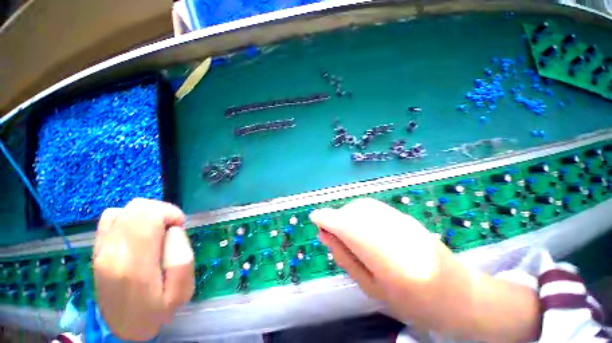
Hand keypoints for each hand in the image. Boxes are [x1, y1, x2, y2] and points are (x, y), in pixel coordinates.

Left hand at [93, 198, 193, 340]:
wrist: (122, 328)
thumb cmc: (156, 311)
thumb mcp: (182, 291)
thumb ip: (182, 258)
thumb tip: (173, 231)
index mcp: (134, 264)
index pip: (147, 215)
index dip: (169, 212)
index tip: (179, 225)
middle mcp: (112, 252)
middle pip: (136, 207)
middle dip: (161, 211)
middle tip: (170, 229)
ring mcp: (101, 249)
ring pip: (124, 209)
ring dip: (147, 214)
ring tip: (156, 231)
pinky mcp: (97, 248)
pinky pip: (111, 217)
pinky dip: (130, 217)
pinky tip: (138, 232)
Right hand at [310, 198, 539, 341]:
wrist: (459, 294)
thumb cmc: (413, 303)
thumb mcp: (371, 288)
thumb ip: (345, 258)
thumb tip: (324, 234)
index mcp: (383, 255)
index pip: (345, 224)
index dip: (326, 218)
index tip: (314, 218)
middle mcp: (391, 230)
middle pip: (352, 211)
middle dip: (336, 218)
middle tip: (332, 233)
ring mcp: (400, 219)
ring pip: (361, 205)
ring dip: (347, 214)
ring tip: (347, 231)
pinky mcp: (404, 215)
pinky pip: (372, 206)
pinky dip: (359, 212)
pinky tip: (363, 226)